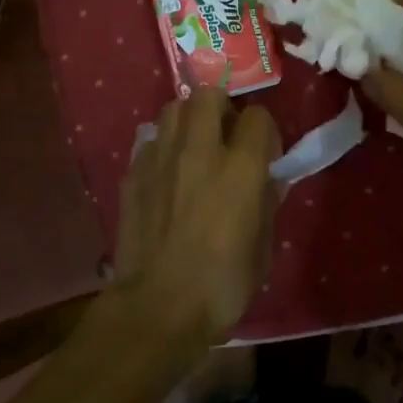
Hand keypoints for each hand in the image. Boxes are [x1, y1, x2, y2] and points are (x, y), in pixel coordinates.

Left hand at [108, 86, 280, 350]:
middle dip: (222, 106)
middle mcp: (200, 150)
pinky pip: (150, 140)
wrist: (156, 308)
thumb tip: (269, 181)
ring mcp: (161, 158)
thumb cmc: (221, 286)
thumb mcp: (263, 250)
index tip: (264, 153)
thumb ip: (267, 205)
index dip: (264, 131)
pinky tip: (167, 172)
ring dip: (189, 119)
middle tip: (226, 135)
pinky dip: (162, 146)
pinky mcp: (133, 173)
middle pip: (208, 94)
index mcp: (240, 167)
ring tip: (194, 146)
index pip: (257, 117)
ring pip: (173, 108)